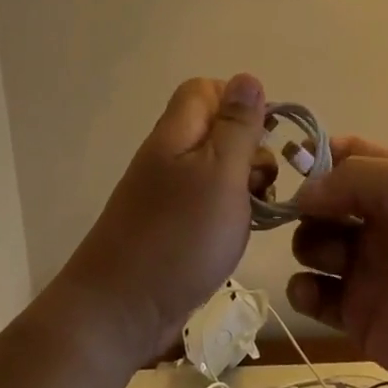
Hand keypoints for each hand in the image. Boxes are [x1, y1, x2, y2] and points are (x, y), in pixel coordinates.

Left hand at [47, 75, 273, 368]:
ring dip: (244, 184)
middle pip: (215, 130)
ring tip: (257, 212)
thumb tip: (246, 78)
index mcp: (176, 133)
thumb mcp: (220, 173)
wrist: (121, 309)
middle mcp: (168, 155)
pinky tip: (239, 234)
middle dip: (250, 149)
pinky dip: (229, 212)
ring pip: (216, 169)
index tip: (267, 136)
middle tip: (264, 183)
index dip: (239, 103)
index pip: (205, 90)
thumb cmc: (179, 236)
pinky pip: (207, 202)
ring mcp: (166, 192)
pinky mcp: (170, 225)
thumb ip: (237, 126)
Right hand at [286, 138, 387, 387]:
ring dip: (307, 244)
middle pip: (322, 199)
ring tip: (331, 261)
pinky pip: (312, 293)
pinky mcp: (356, 314)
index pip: (349, 154)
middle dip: (304, 203)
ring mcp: (367, 268)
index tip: (290, 166)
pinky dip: (301, 289)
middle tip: (304, 217)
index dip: (317, 155)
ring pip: (312, 243)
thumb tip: (305, 190)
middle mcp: (380, 222)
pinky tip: (313, 293)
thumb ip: (360, 177)